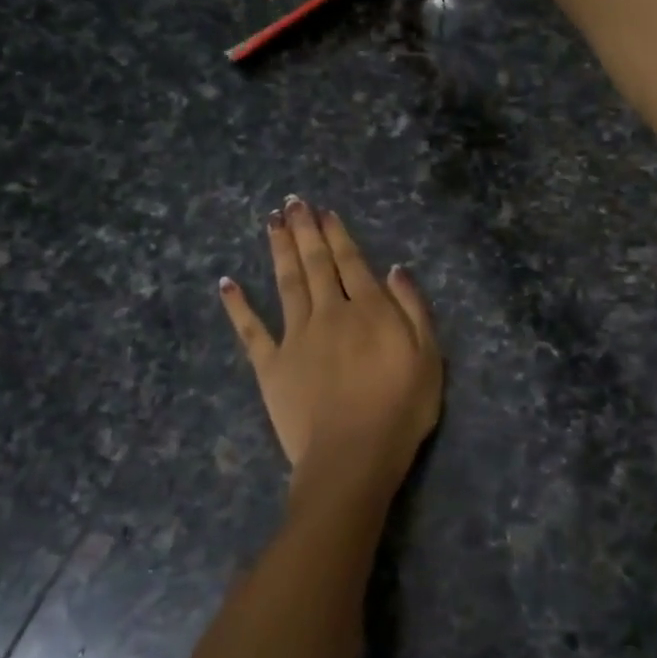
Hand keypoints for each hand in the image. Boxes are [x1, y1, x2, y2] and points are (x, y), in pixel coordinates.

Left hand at [220, 198, 442, 513]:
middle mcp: (329, 312)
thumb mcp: (429, 357)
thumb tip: (395, 270)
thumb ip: (413, 309)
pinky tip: (226, 282)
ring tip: (271, 222)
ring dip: (279, 250)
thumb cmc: (400, 409)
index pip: (350, 262)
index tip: (324, 211)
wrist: (352, 455)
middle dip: (305, 230)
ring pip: (286, 283)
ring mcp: (295, 337)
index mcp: (368, 310)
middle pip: (315, 264)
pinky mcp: (270, 365)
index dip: (337, 234)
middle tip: (292, 202)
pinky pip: (251, 330)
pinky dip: (237, 305)